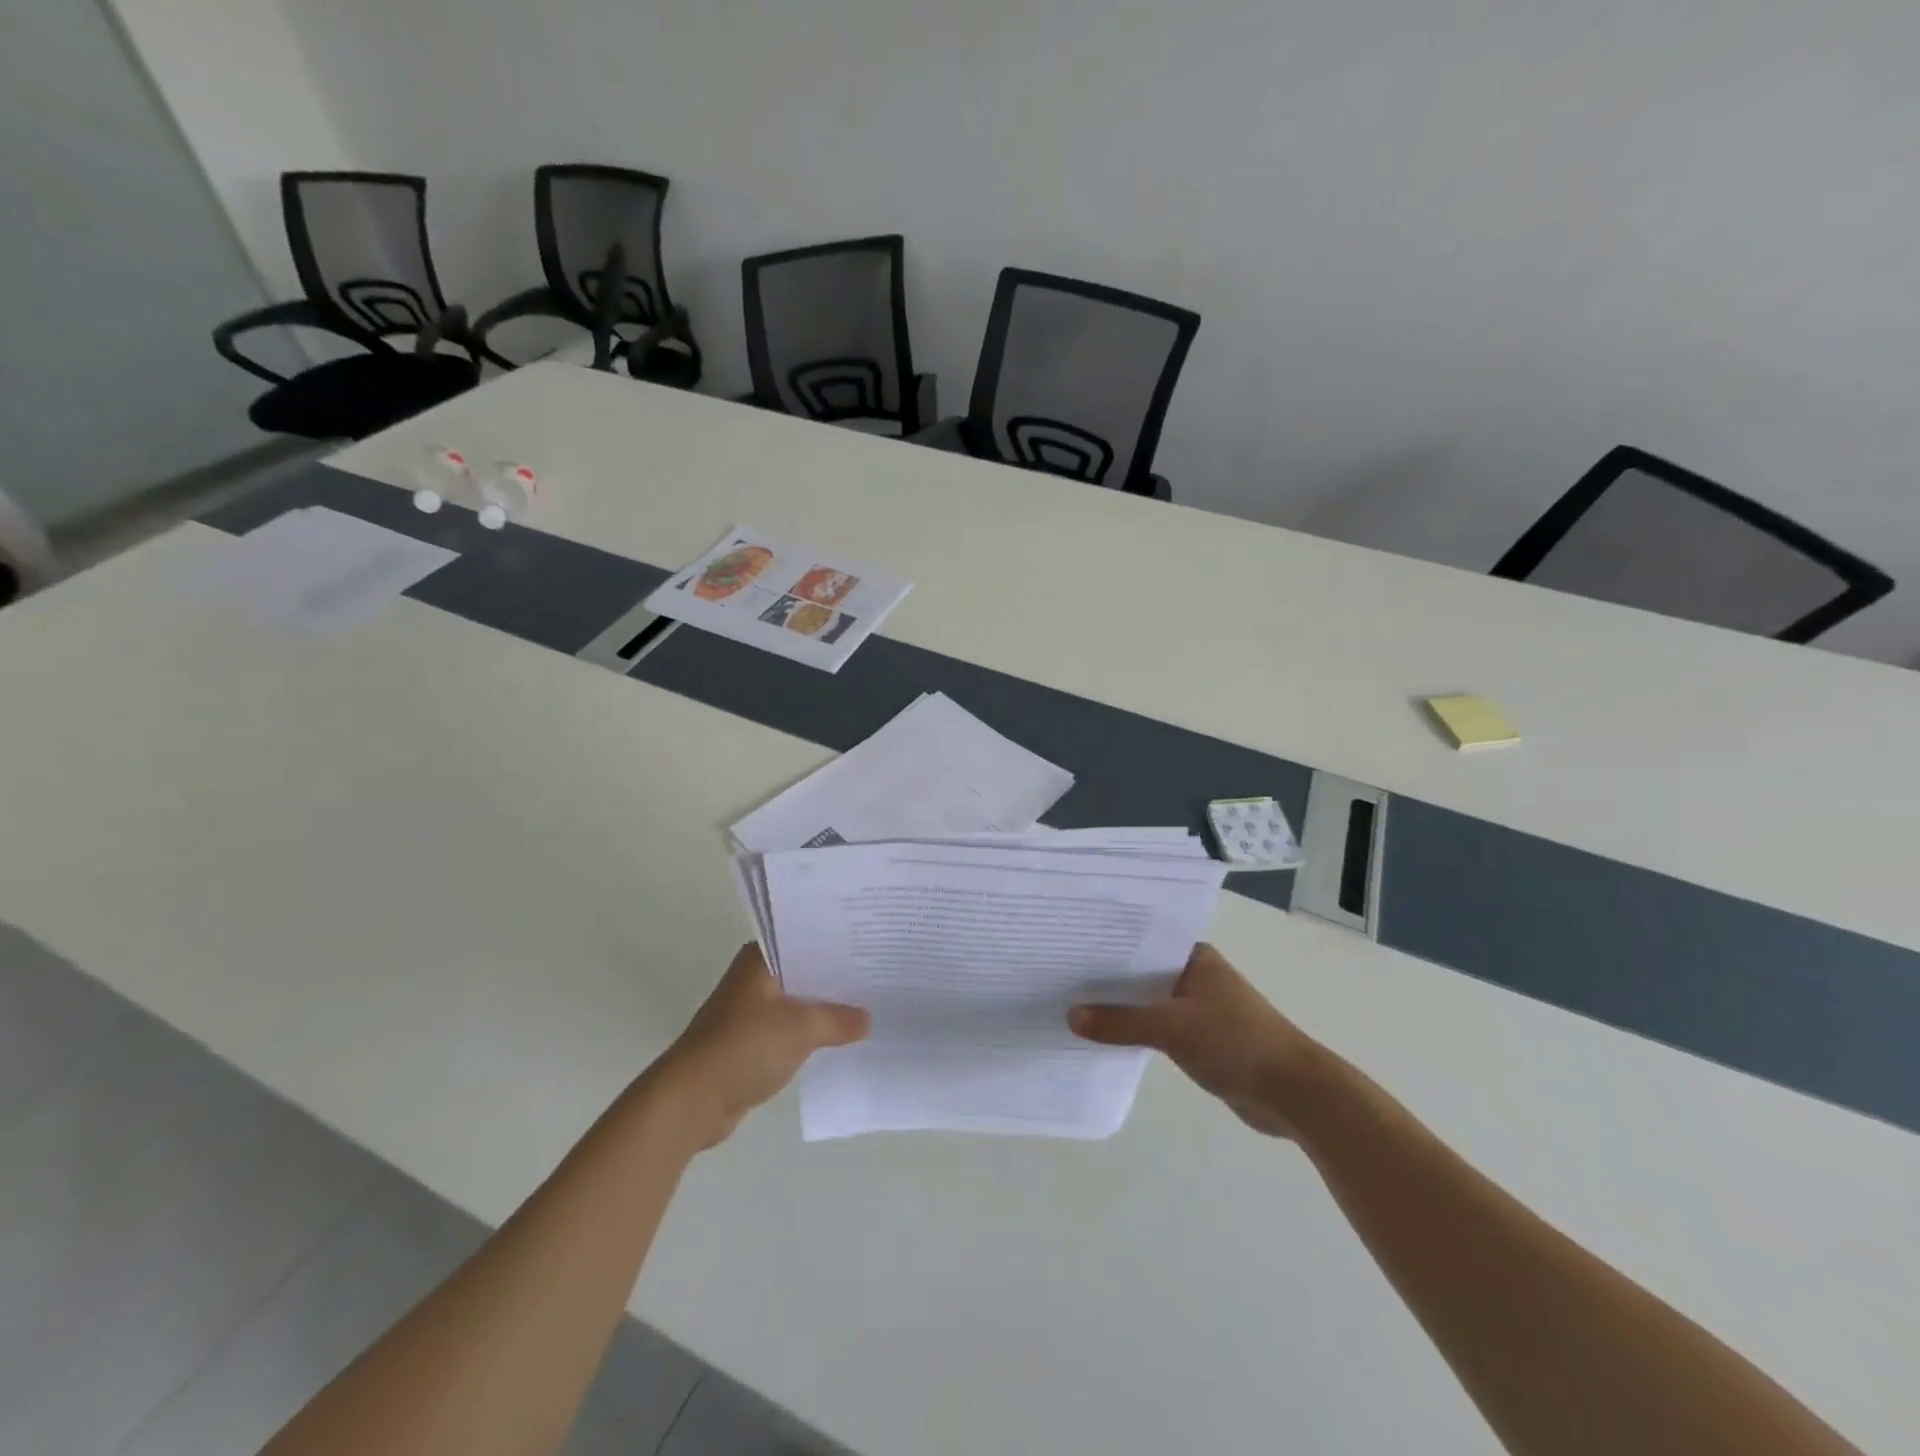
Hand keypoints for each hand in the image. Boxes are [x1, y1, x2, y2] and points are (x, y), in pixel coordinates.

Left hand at [651, 943, 868, 1148]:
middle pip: (804, 969)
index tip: (872, 942)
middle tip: (878, 973)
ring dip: (824, 1007)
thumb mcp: (801, 1028)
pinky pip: (790, 1029)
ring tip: (868, 1004)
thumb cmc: (745, 1047)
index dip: (839, 941)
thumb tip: (868, 1019)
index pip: (806, 938)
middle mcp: (754, 977)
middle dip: (836, 976)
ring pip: (798, 1000)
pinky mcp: (750, 1042)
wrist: (692, 1101)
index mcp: (760, 959)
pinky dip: (810, 1032)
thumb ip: (839, 1019)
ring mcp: (750, 1011)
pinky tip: (840, 1037)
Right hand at [1069, 943, 1322, 1137]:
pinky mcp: (1201, 1039)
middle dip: (1107, 978)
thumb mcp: (1173, 1028)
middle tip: (1060, 976)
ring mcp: (1200, 1008)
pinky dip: (1137, 1031)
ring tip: (1073, 1004)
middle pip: (1142, 972)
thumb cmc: (1237, 1044)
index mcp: (1195, 957)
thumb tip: (1071, 1016)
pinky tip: (1105, 1036)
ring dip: (1121, 1008)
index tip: (1068, 945)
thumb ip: (1121, 1022)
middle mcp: (1196, 976)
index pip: (1141, 941)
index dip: (1107, 944)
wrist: (1295, 1094)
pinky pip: (1158, 1028)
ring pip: (1149, 1002)